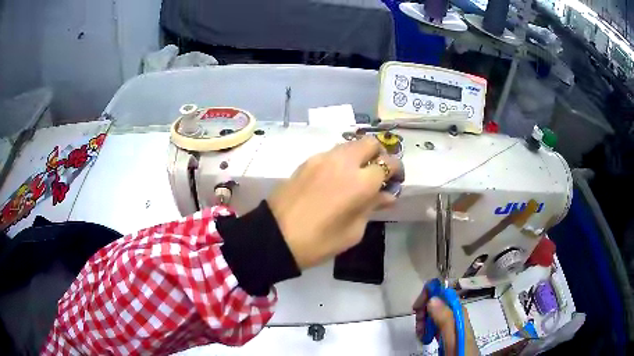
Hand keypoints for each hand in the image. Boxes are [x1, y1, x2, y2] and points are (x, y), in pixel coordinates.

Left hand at [267, 136, 403, 268]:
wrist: (275, 237)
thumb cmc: (319, 242)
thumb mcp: (353, 231)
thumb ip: (372, 207)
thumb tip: (388, 195)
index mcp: (360, 182)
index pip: (388, 164)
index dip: (396, 170)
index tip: (396, 180)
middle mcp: (343, 162)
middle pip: (370, 143)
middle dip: (380, 155)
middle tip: (378, 173)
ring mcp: (323, 158)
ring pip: (350, 144)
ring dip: (360, 155)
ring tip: (357, 175)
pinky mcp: (307, 160)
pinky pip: (332, 152)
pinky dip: (342, 159)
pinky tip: (337, 178)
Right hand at [413, 294, 478, 355]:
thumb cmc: (460, 350)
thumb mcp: (452, 336)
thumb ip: (445, 319)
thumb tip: (432, 298)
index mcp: (458, 311)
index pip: (443, 293)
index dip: (428, 295)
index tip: (416, 308)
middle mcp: (455, 314)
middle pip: (436, 303)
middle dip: (423, 312)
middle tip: (418, 328)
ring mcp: (451, 323)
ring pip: (433, 314)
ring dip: (423, 322)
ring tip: (421, 336)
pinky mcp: (448, 332)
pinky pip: (434, 324)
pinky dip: (426, 329)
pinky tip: (425, 338)